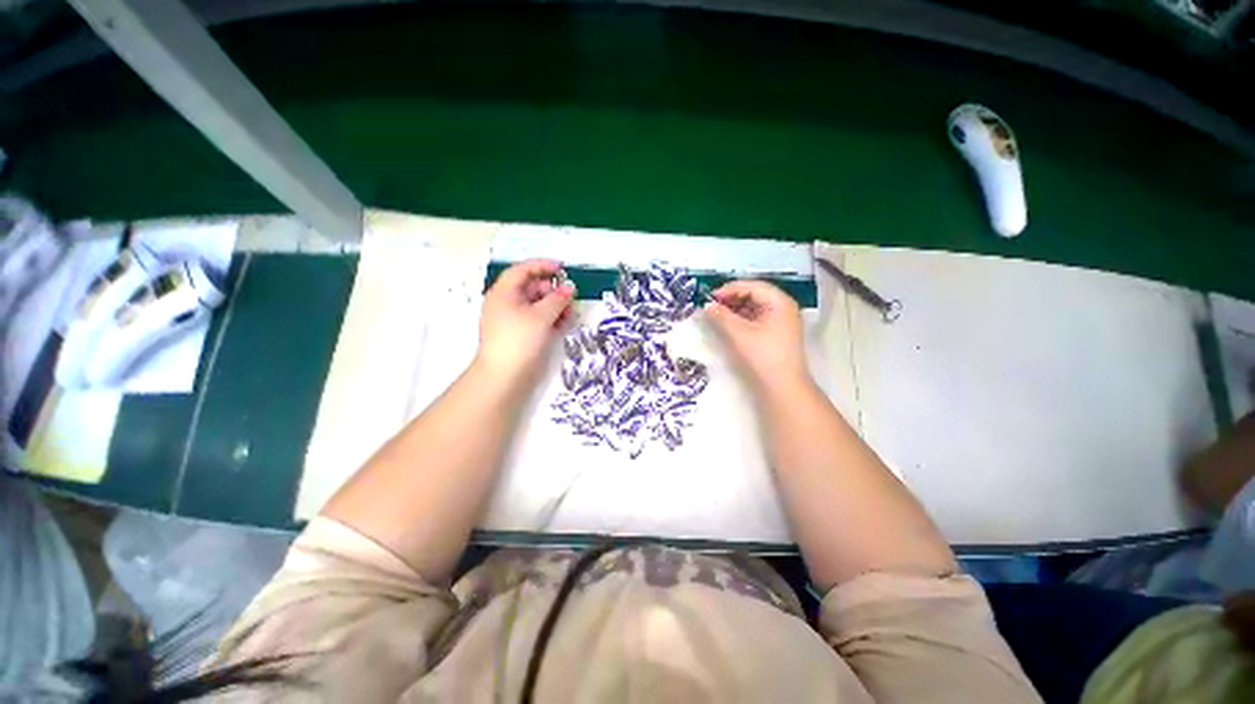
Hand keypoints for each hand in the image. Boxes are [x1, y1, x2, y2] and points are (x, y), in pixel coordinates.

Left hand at [475, 259, 574, 385]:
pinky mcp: (521, 335)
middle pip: (532, 288)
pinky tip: (564, 324)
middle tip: (571, 297)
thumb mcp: (541, 316)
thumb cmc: (519, 340)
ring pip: (537, 305)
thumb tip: (570, 288)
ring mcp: (514, 320)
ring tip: (571, 313)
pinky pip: (538, 320)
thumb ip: (558, 299)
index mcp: (504, 293)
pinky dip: (551, 319)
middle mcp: (507, 304)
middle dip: (553, 291)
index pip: (522, 271)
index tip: (562, 268)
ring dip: (555, 306)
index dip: (542, 266)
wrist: (504, 376)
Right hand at [704, 280, 808, 390]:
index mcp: (779, 302)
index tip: (710, 297)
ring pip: (756, 307)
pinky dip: (743, 319)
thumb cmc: (762, 356)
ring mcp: (782, 321)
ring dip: (736, 309)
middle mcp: (784, 307)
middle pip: (755, 295)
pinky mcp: (777, 334)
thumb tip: (707, 306)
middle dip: (732, 299)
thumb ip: (721, 316)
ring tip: (718, 316)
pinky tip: (730, 325)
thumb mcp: (739, 334)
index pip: (752, 286)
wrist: (783, 387)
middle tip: (712, 306)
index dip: (729, 289)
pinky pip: (758, 319)